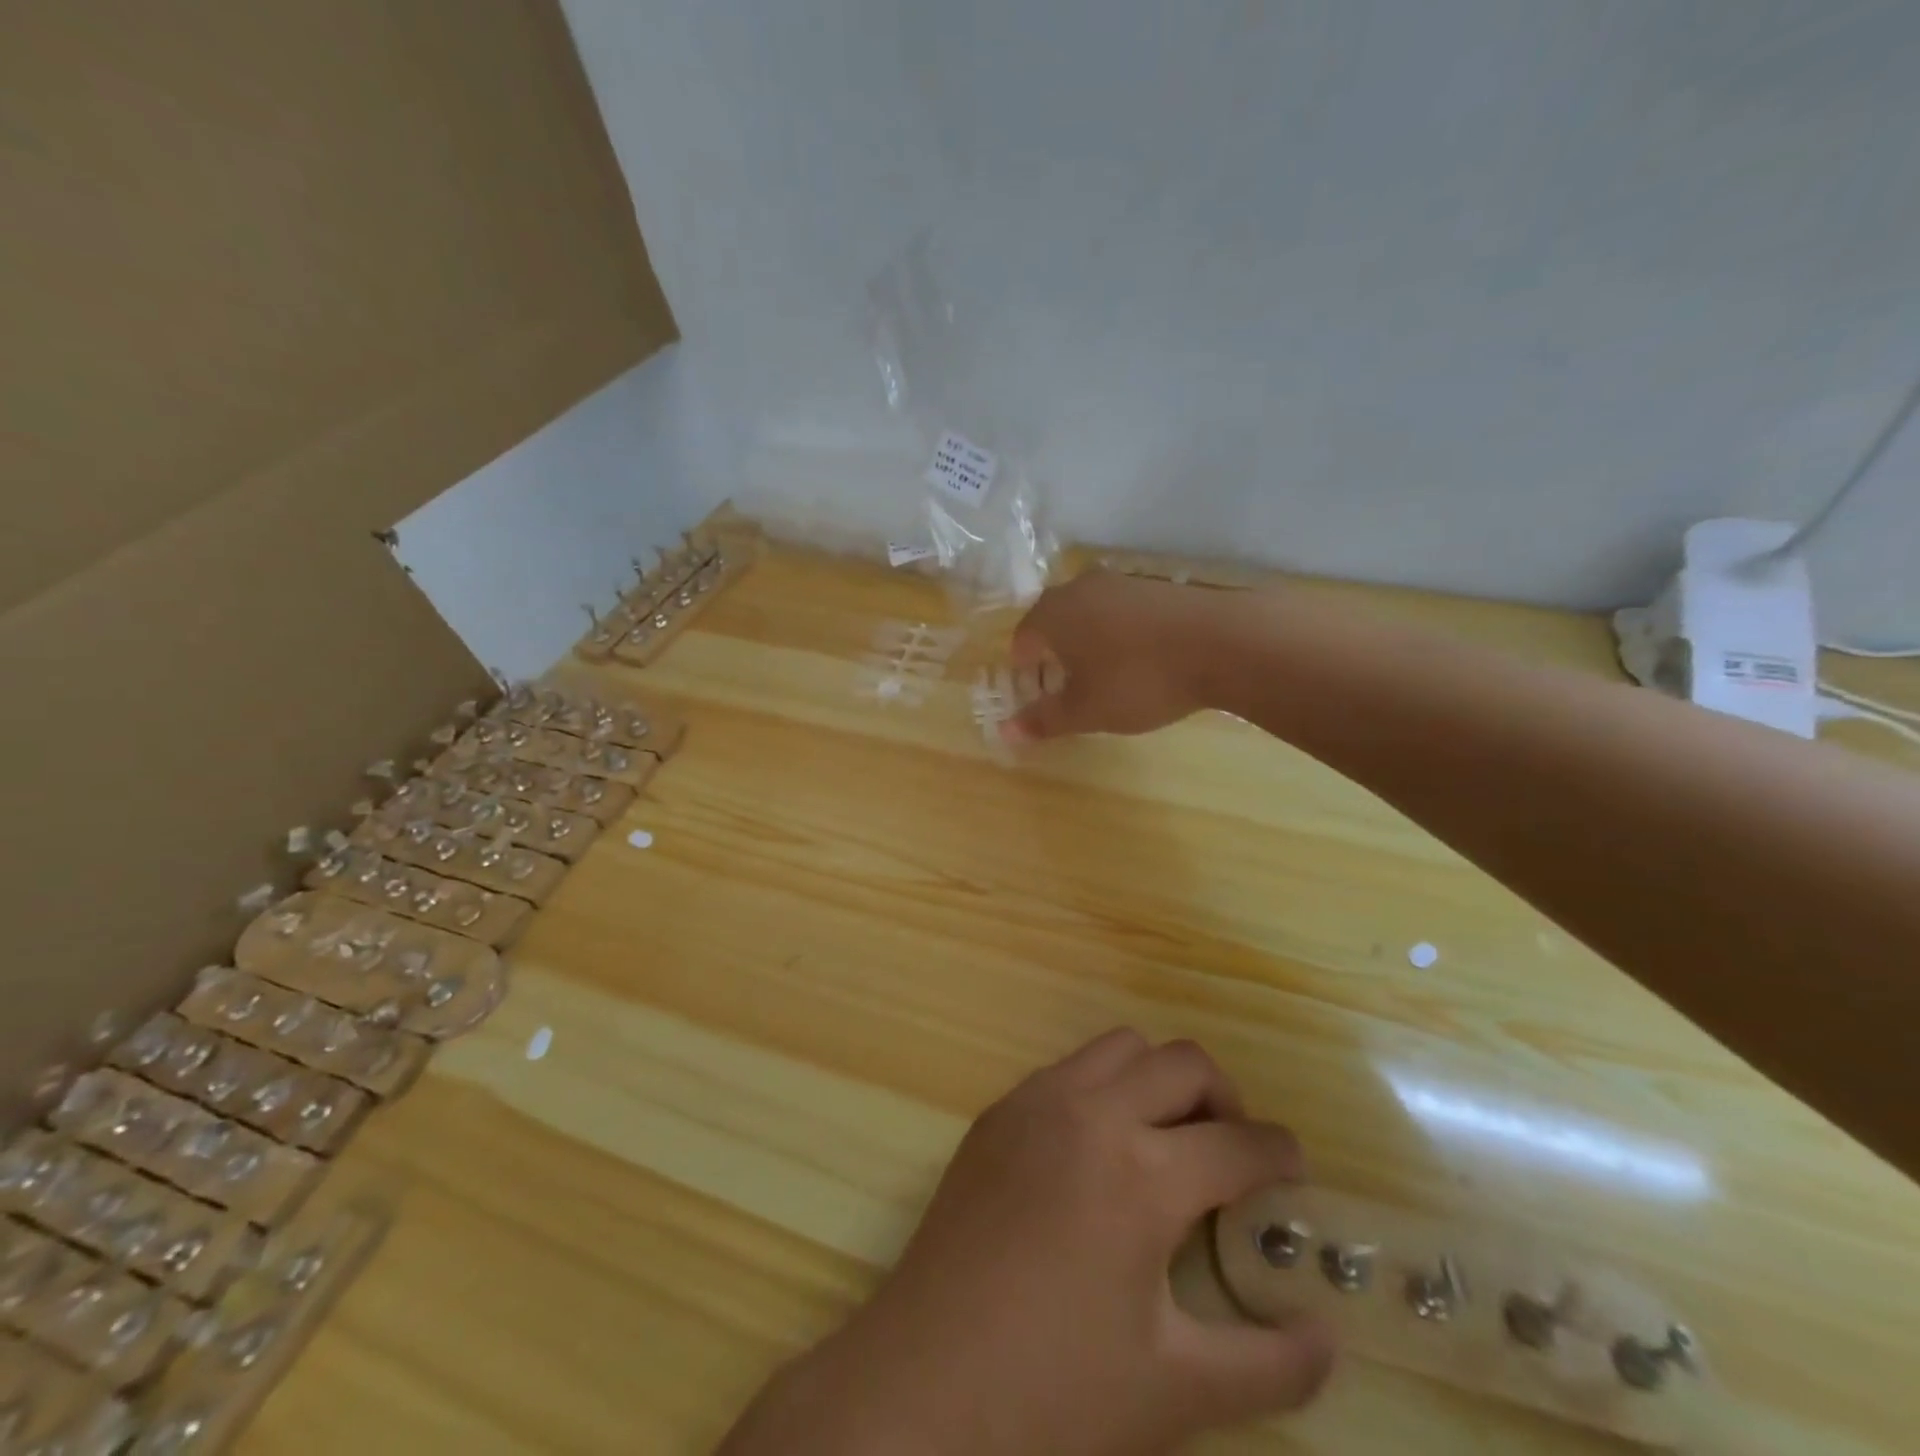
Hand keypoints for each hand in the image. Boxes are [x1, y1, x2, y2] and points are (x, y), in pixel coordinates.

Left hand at [723, 1031, 1333, 1455]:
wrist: (924, 1382)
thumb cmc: (1054, 1392)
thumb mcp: (1177, 1390)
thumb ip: (1271, 1364)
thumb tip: (1329, 1333)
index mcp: (1141, 1174)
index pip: (1240, 1145)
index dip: (1281, 1155)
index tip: (1294, 1172)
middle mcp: (1091, 1112)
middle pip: (1183, 1062)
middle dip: (1225, 1098)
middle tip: (1230, 1154)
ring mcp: (1036, 1102)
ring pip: (1121, 1047)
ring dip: (1159, 1080)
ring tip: (1166, 1140)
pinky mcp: (997, 1111)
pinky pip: (1068, 1068)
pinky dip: (1103, 1087)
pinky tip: (1098, 1151)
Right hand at [1002, 572, 1231, 741]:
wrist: (1223, 642)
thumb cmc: (1139, 679)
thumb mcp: (1087, 710)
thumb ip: (1044, 720)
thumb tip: (1005, 732)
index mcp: (1053, 613)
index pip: (1022, 640)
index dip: (1025, 673)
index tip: (1040, 698)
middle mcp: (1081, 587)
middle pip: (1053, 622)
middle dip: (1055, 657)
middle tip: (1069, 690)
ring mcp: (1122, 581)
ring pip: (1089, 614)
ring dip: (1088, 644)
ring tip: (1107, 678)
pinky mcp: (1157, 585)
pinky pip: (1122, 611)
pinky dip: (1120, 634)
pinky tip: (1142, 660)